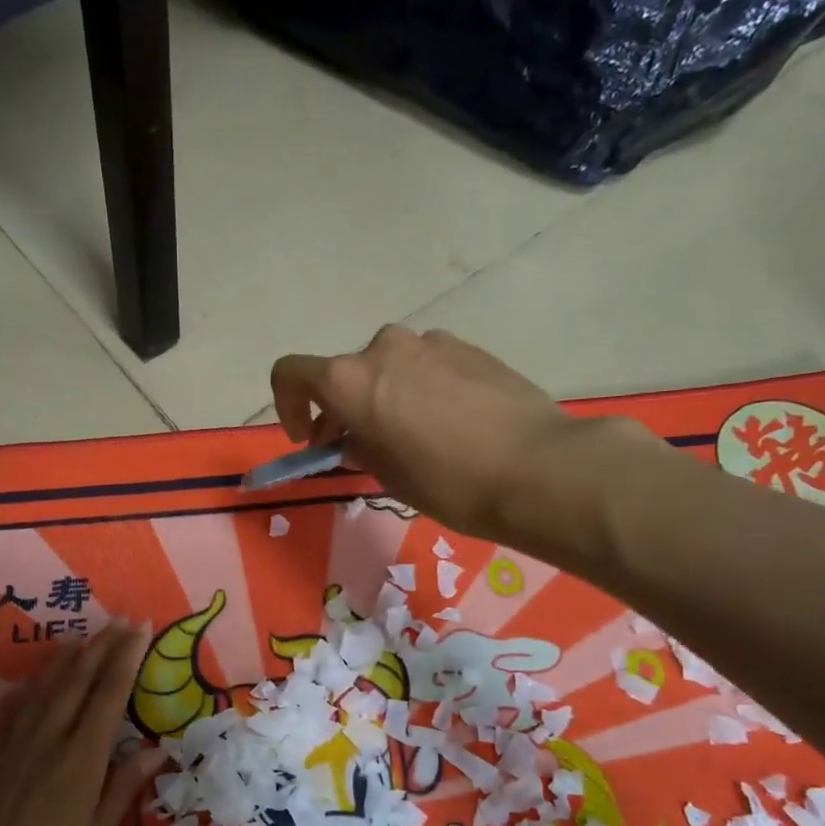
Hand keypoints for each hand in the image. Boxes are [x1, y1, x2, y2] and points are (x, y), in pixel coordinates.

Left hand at [0, 622, 165, 825]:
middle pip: (76, 682)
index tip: (139, 631)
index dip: (125, 659)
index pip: (108, 696)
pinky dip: (22, 692)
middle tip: (118, 623)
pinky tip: (29, 683)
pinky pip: (7, 713)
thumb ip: (123, 787)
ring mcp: (11, 747)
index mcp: (81, 760)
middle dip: (100, 648)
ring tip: (80, 638)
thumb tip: (157, 749)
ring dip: (63, 660)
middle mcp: (47, 741)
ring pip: (41, 690)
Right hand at [270, 326, 651, 543]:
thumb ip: (360, 447)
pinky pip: (427, 364)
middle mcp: (385, 349)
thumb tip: (357, 438)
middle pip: (345, 372)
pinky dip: (421, 387)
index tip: (309, 438)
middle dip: (342, 407)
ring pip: (389, 366)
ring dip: (384, 394)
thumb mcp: (387, 474)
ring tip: (410, 434)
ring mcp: (431, 343)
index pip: (291, 373)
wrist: (536, 467)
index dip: (288, 406)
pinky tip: (449, 422)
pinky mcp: (470, 348)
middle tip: (361, 446)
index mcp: (351, 380)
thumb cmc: (447, 482)